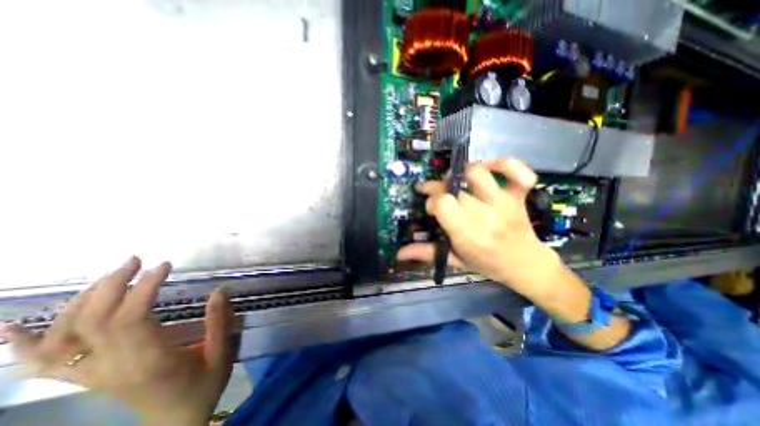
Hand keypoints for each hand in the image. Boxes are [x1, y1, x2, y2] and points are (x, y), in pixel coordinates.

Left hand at [0, 257, 235, 425]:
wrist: (177, 422)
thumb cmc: (204, 386)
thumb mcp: (221, 353)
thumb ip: (219, 322)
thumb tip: (218, 291)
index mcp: (148, 360)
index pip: (130, 317)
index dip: (143, 287)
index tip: (164, 265)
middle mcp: (112, 367)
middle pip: (92, 321)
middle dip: (111, 284)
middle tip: (136, 261)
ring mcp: (93, 374)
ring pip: (64, 336)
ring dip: (81, 300)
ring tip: (110, 276)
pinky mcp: (89, 378)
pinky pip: (44, 363)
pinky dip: (24, 344)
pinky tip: (12, 327)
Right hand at [398, 157, 563, 298]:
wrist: (526, 265)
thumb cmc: (487, 264)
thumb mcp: (454, 261)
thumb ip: (426, 253)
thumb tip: (399, 253)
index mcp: (468, 235)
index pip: (442, 203)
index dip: (432, 201)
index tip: (431, 208)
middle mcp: (485, 216)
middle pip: (454, 187)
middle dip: (438, 187)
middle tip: (435, 192)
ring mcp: (504, 203)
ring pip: (478, 173)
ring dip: (461, 172)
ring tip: (455, 179)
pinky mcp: (518, 196)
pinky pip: (519, 173)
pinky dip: (506, 164)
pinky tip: (490, 167)